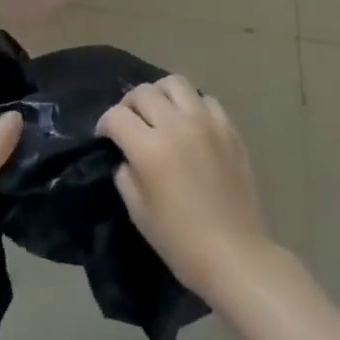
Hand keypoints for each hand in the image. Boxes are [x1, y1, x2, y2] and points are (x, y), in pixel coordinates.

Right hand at [97, 74, 275, 301]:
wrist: (235, 255)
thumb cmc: (181, 242)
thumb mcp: (139, 212)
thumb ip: (126, 173)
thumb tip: (126, 154)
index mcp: (150, 148)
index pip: (117, 116)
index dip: (105, 124)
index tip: (105, 136)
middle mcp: (177, 125)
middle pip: (143, 92)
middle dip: (129, 105)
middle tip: (129, 123)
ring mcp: (206, 122)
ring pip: (175, 83)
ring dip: (160, 94)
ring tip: (159, 113)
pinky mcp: (228, 128)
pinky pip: (205, 100)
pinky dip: (192, 105)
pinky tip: (190, 124)